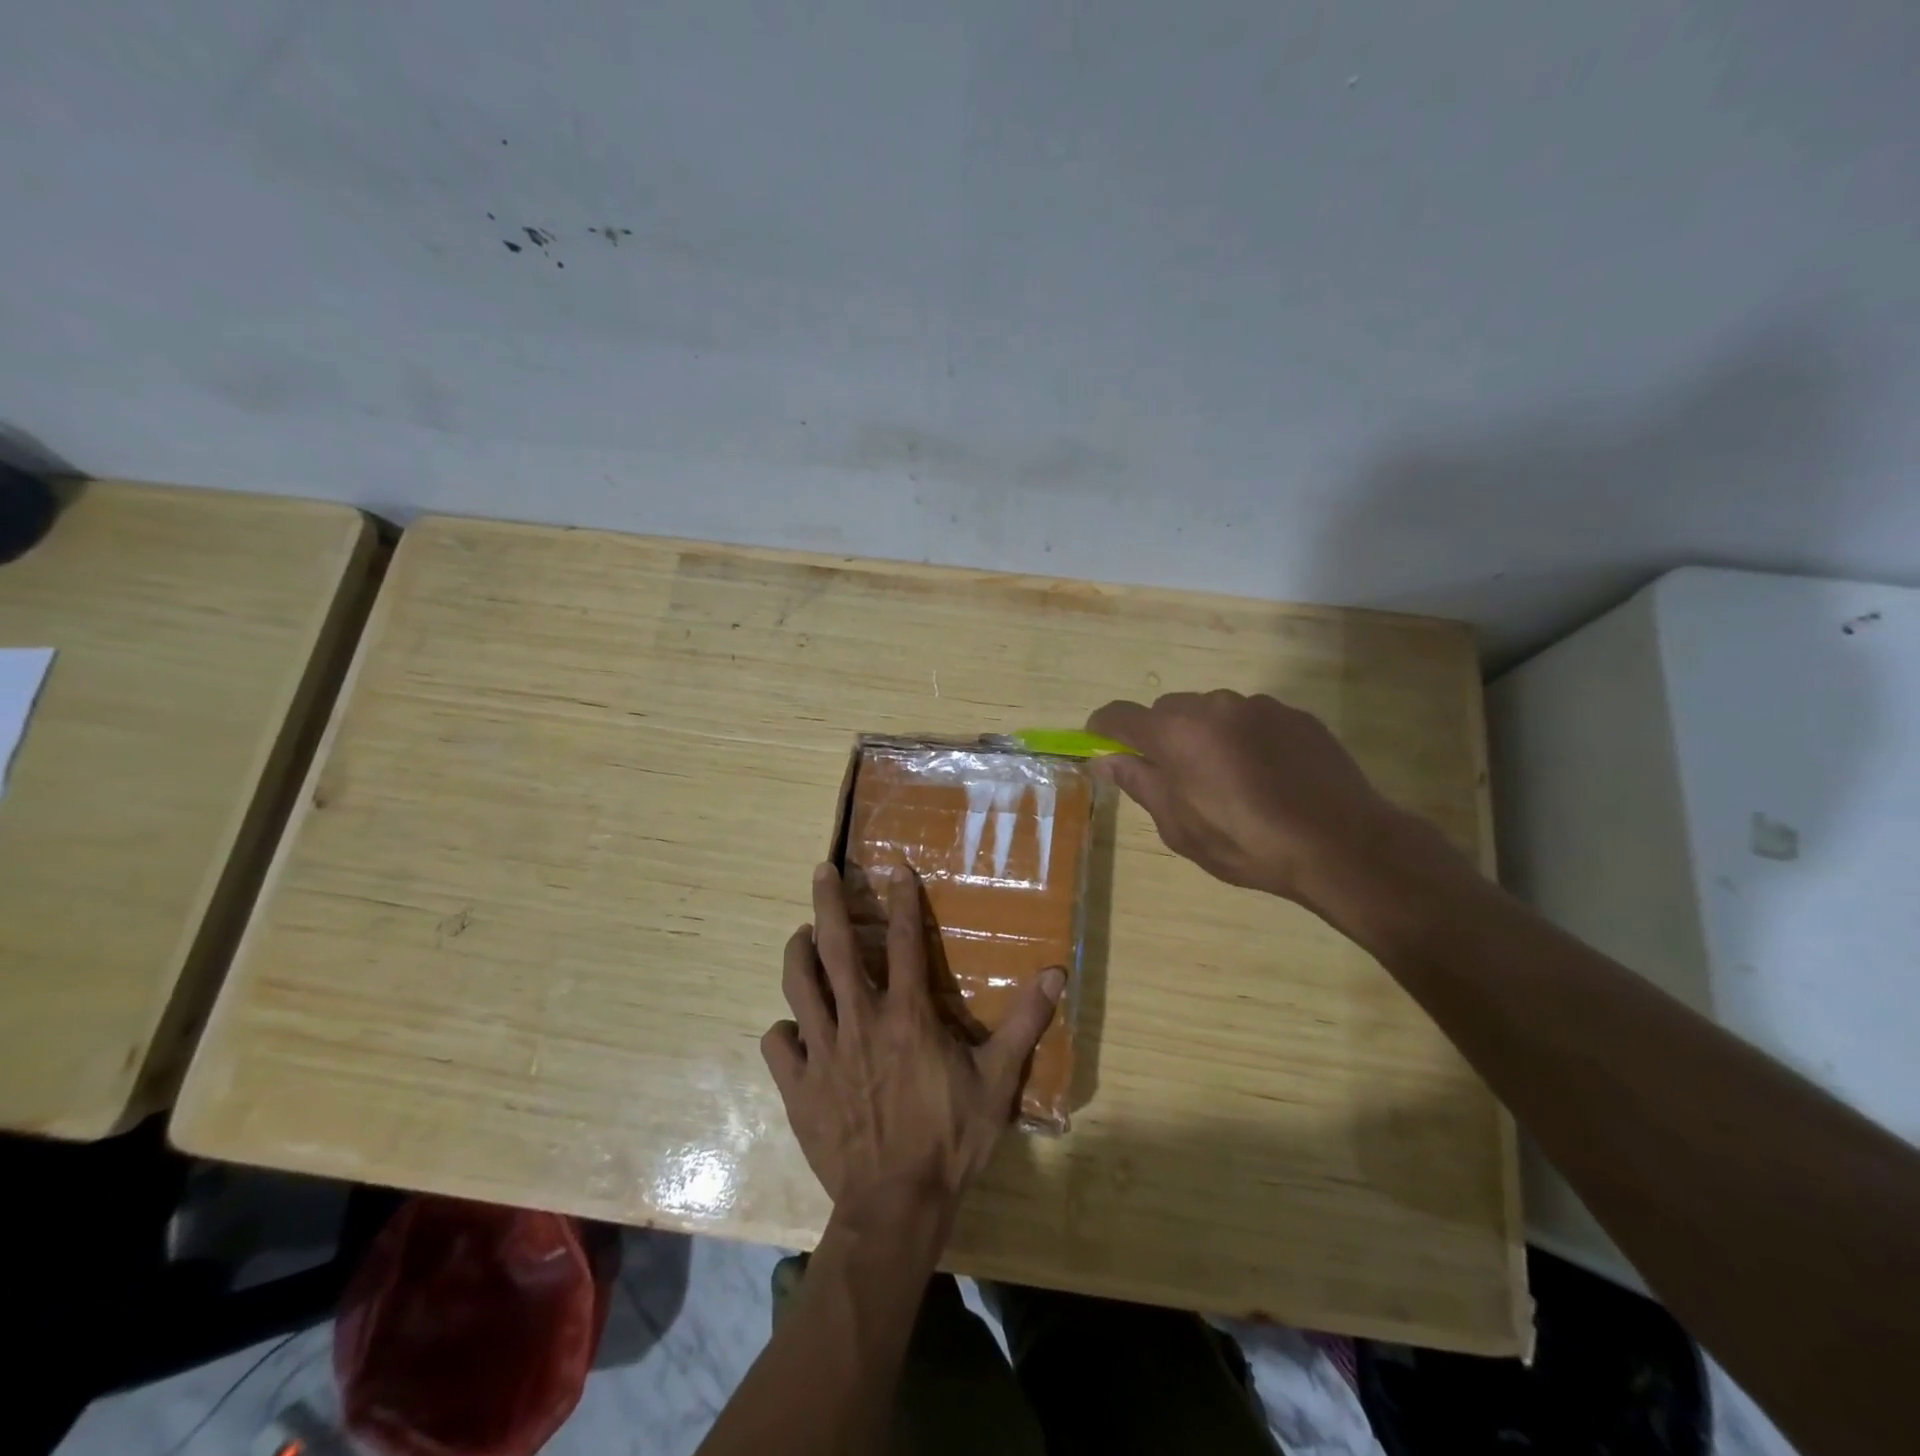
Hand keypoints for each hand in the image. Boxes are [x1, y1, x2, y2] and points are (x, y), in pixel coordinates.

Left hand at [761, 864, 1065, 1217]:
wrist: (896, 1207)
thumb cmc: (950, 1139)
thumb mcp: (997, 1082)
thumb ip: (1024, 1023)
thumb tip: (1055, 974)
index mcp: (907, 1015)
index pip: (904, 940)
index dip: (902, 899)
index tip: (895, 867)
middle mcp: (860, 1020)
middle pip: (837, 947)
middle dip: (828, 903)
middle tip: (821, 872)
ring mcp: (823, 1052)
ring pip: (799, 986)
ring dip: (798, 954)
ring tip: (801, 935)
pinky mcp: (799, 1086)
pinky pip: (779, 1045)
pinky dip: (783, 1030)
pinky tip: (792, 1028)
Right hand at [1087, 690, 1451, 910]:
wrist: (1341, 843)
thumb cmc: (1246, 844)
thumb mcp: (1180, 827)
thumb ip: (1140, 784)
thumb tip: (1106, 761)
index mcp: (1175, 734)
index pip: (1119, 716)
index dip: (1103, 729)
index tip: (1099, 744)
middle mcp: (1211, 707)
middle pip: (1167, 711)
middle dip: (1161, 738)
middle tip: (1175, 778)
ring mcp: (1257, 706)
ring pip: (1212, 713)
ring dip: (1206, 737)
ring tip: (1229, 781)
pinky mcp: (1294, 714)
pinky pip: (1252, 719)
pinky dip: (1245, 739)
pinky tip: (1267, 776)